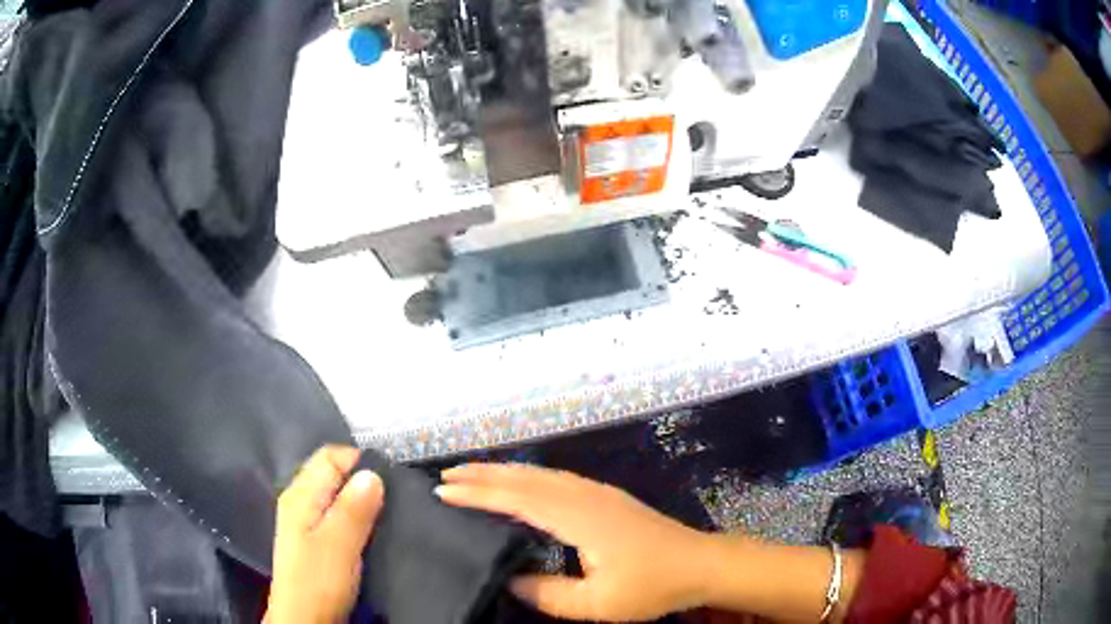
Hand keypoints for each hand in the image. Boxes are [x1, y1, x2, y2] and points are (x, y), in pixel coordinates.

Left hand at [267, 446, 383, 623]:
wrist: (303, 619)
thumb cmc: (317, 581)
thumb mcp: (338, 545)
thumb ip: (353, 509)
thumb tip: (372, 473)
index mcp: (300, 495)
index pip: (330, 456)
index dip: (359, 462)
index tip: (390, 480)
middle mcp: (300, 501)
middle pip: (333, 475)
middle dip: (363, 482)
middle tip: (394, 500)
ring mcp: (305, 522)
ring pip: (337, 497)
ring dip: (361, 503)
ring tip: (388, 516)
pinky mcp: (314, 541)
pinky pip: (338, 516)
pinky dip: (356, 518)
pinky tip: (371, 533)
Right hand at [436, 463, 711, 621]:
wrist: (702, 563)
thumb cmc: (653, 585)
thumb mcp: (598, 603)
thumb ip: (549, 594)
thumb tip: (509, 580)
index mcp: (579, 517)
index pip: (517, 499)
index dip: (479, 494)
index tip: (443, 492)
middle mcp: (584, 496)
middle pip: (525, 477)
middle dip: (483, 475)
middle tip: (446, 477)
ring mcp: (597, 493)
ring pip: (540, 474)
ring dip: (503, 472)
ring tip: (472, 475)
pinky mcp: (606, 497)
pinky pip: (555, 479)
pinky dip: (526, 476)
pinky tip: (520, 484)